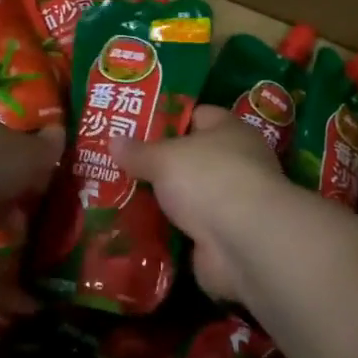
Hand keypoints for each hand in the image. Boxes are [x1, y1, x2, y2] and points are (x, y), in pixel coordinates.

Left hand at [0, 118, 64, 285]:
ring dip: (4, 244)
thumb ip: (41, 150)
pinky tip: (32, 305)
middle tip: (48, 219)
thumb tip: (60, 134)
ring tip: (43, 261)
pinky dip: (2, 291)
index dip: (27, 163)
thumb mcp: (20, 152)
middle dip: (13, 203)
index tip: (53, 179)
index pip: (1, 148)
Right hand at [111, 106, 288, 304]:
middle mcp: (236, 163)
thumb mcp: (164, 157)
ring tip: (118, 198)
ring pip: (188, 197)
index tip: (134, 128)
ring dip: (161, 202)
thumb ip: (138, 151)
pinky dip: (166, 233)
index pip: (198, 115)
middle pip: (191, 159)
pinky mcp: (222, 238)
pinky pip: (186, 230)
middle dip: (158, 164)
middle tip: (119, 166)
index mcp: (230, 131)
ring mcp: (231, 203)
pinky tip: (135, 230)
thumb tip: (114, 140)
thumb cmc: (208, 178)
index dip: (167, 119)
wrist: (243, 241)